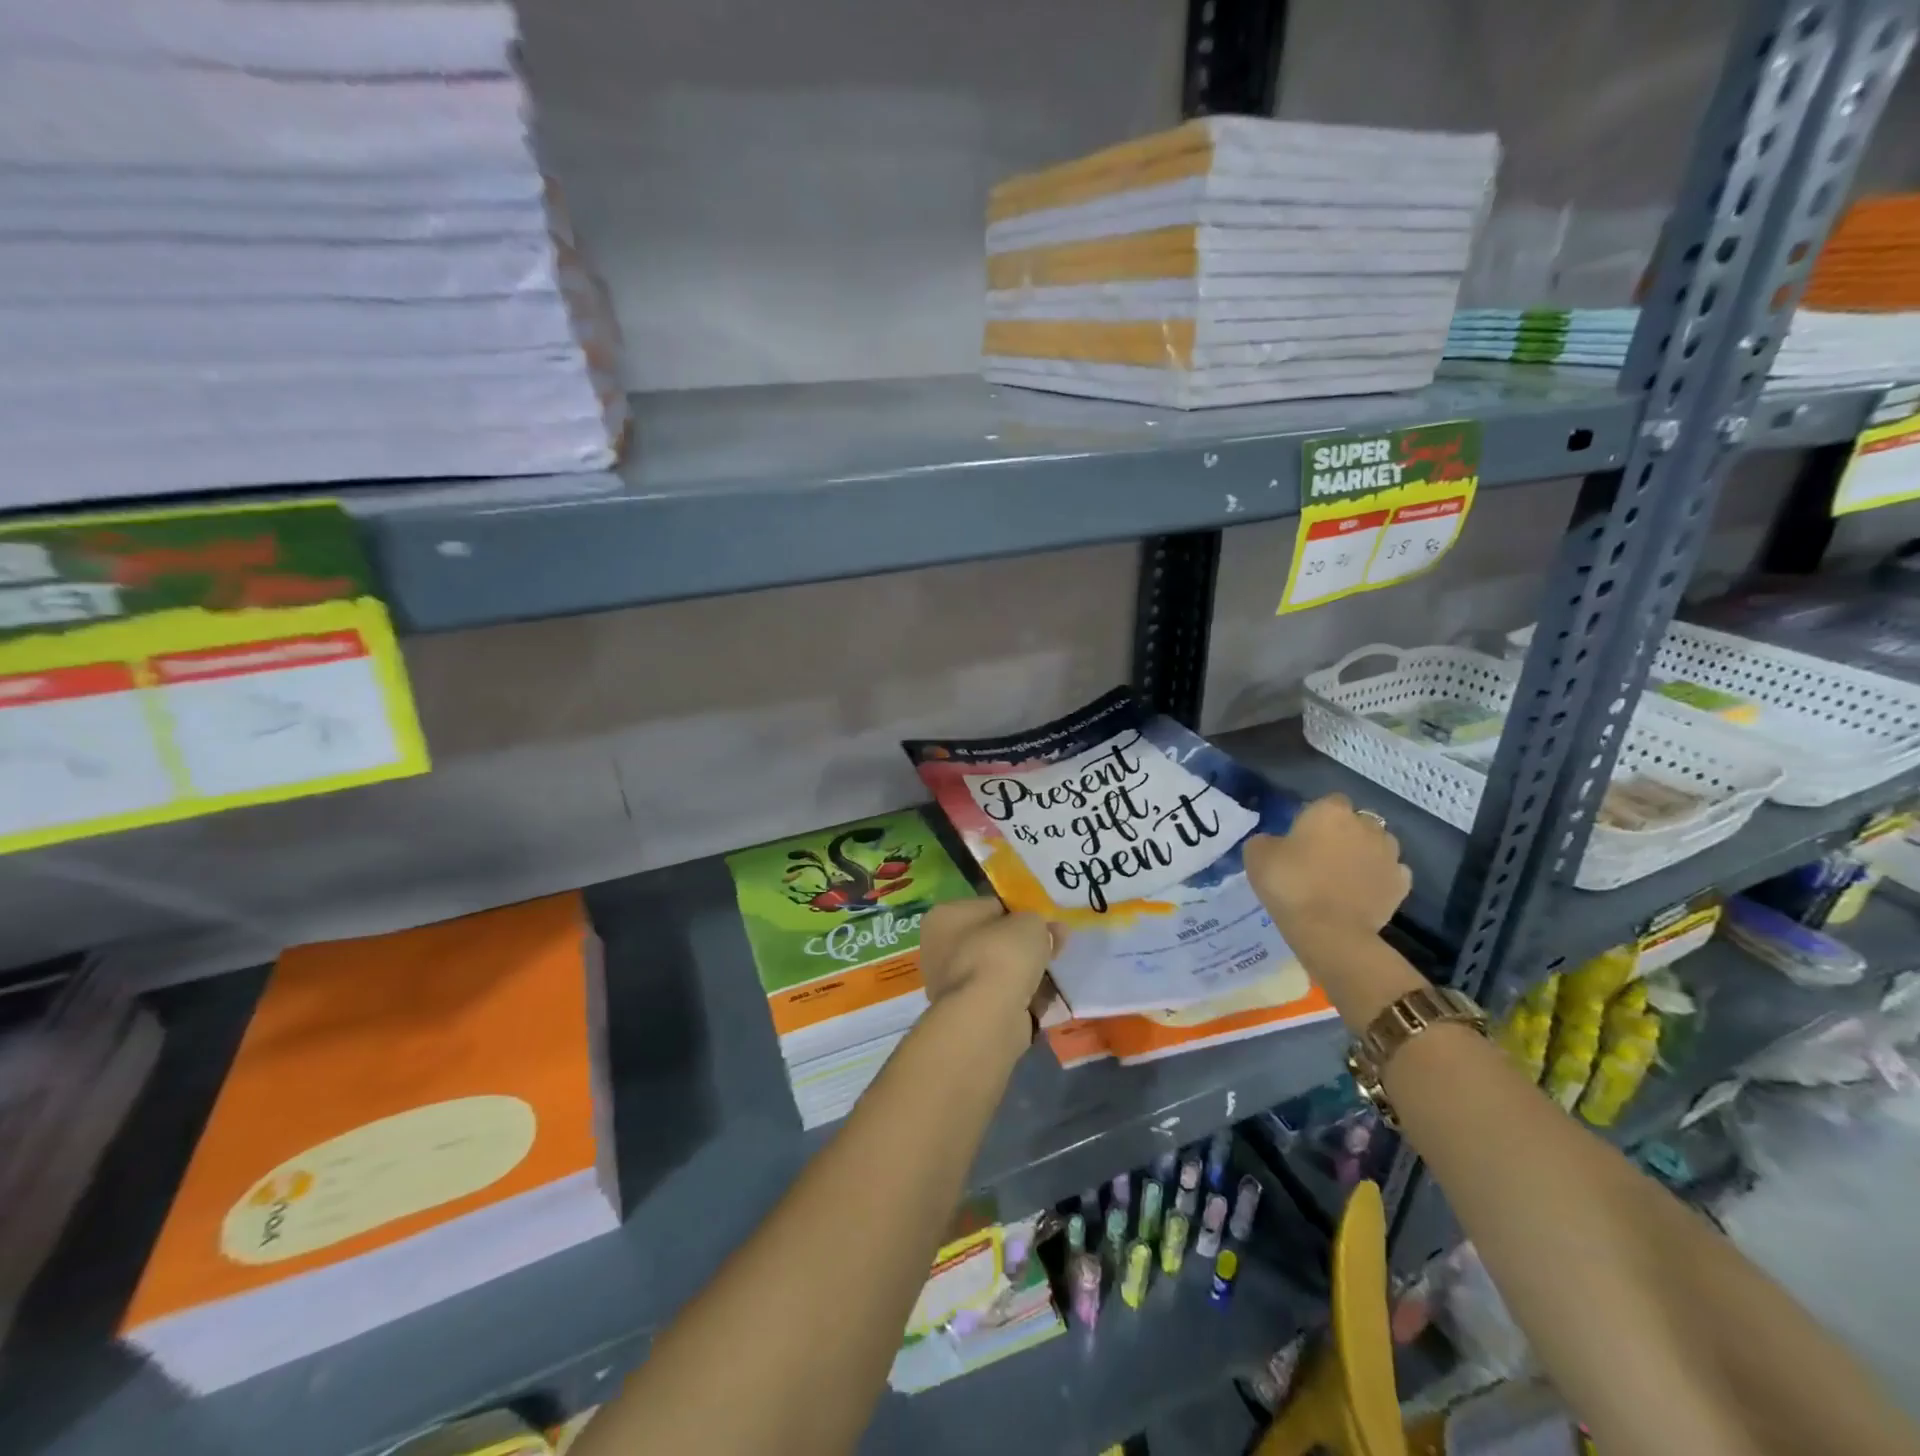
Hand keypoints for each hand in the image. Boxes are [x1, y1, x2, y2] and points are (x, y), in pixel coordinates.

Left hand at [919, 898, 1055, 1054]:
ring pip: (998, 971)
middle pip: (993, 940)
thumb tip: (1052, 931)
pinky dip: (1020, 999)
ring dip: (1024, 974)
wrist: (987, 1016)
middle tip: (1054, 948)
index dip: (1019, 913)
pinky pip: (1000, 997)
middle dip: (1024, 946)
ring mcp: (950, 983)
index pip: (989, 906)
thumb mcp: (1030, 923)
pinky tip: (1041, 1001)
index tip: (1043, 924)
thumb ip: (1040, 923)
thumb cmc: (1001, 955)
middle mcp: (939, 948)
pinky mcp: (966, 1013)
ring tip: (1051, 977)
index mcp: (945, 916)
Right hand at [1243, 793, 1411, 950]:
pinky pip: (1391, 872)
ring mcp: (1389, 854)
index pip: (1328, 802)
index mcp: (1330, 811)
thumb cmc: (1290, 885)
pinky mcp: (1402, 884)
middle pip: (1357, 821)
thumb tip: (1276, 843)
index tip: (1302, 836)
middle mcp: (1366, 825)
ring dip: (1366, 852)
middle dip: (1345, 833)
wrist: (1329, 931)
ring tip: (1345, 874)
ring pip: (1379, 844)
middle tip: (1323, 855)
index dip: (1316, 817)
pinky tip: (1364, 890)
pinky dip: (1380, 877)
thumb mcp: (1257, 855)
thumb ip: (1267, 840)